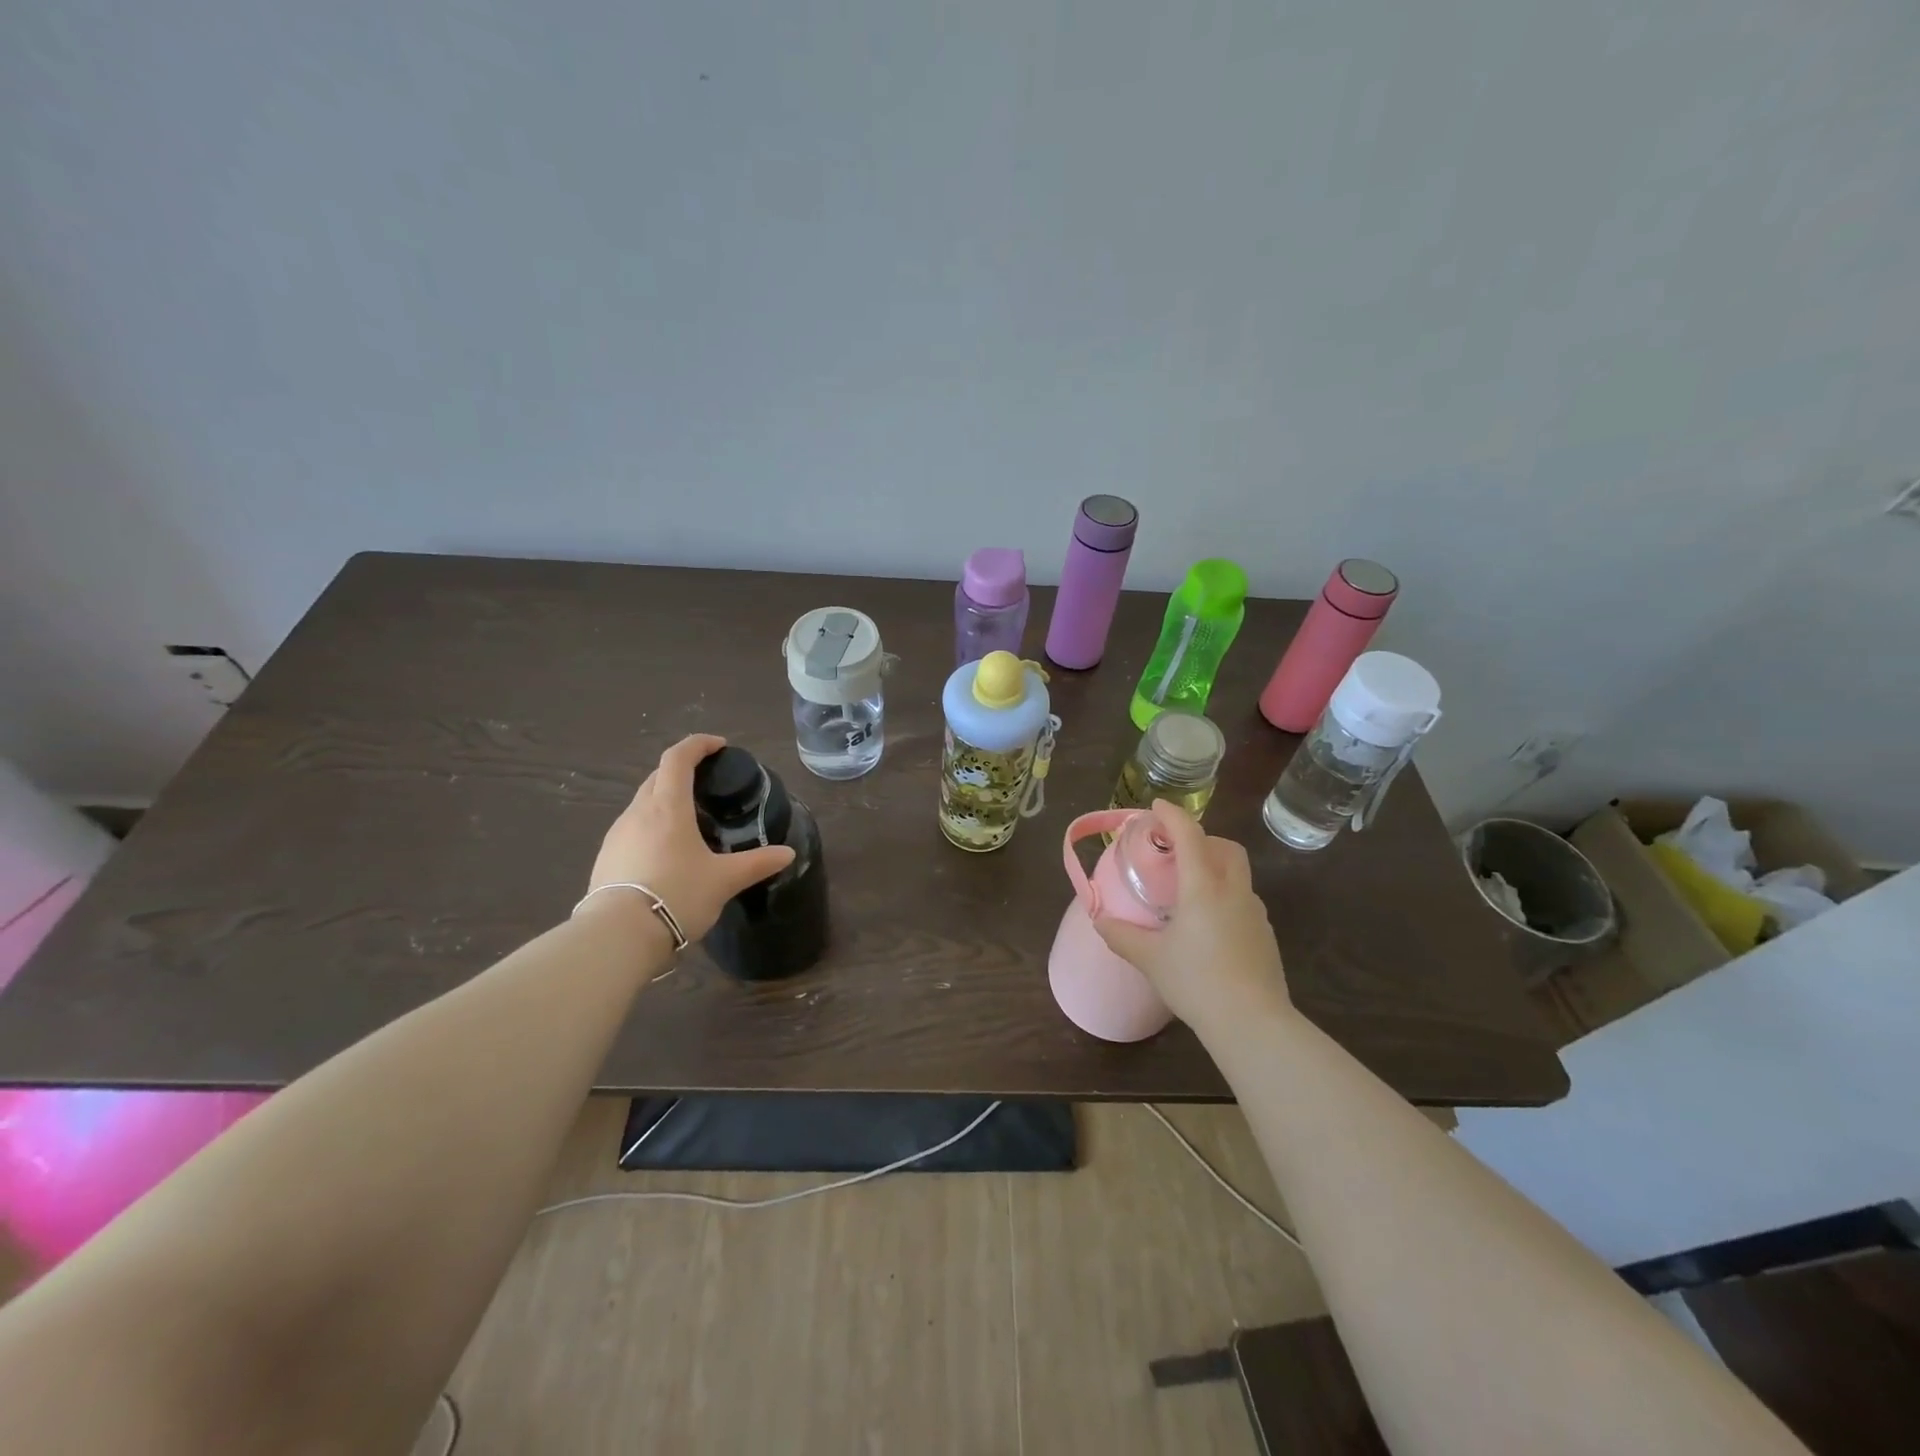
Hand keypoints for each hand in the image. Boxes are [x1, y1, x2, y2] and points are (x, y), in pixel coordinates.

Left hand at [583, 735, 795, 942]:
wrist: (618, 936)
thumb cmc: (677, 895)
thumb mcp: (724, 880)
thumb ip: (757, 863)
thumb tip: (788, 853)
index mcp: (668, 807)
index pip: (678, 758)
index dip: (698, 745)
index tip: (719, 746)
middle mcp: (638, 813)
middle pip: (658, 777)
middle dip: (681, 770)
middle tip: (706, 783)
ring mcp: (617, 835)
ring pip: (642, 803)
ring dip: (664, 800)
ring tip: (689, 821)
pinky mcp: (605, 858)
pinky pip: (632, 829)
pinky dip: (651, 826)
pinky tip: (665, 852)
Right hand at [1092, 800, 1291, 1033]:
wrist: (1252, 1022)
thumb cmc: (1196, 981)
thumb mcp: (1150, 958)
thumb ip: (1121, 935)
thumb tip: (1100, 921)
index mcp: (1203, 887)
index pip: (1190, 835)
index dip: (1172, 815)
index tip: (1156, 806)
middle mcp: (1233, 891)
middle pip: (1226, 847)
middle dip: (1203, 839)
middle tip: (1177, 852)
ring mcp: (1254, 913)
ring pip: (1238, 874)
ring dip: (1215, 868)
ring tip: (1189, 892)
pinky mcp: (1265, 935)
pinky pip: (1243, 901)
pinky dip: (1225, 897)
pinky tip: (1208, 926)